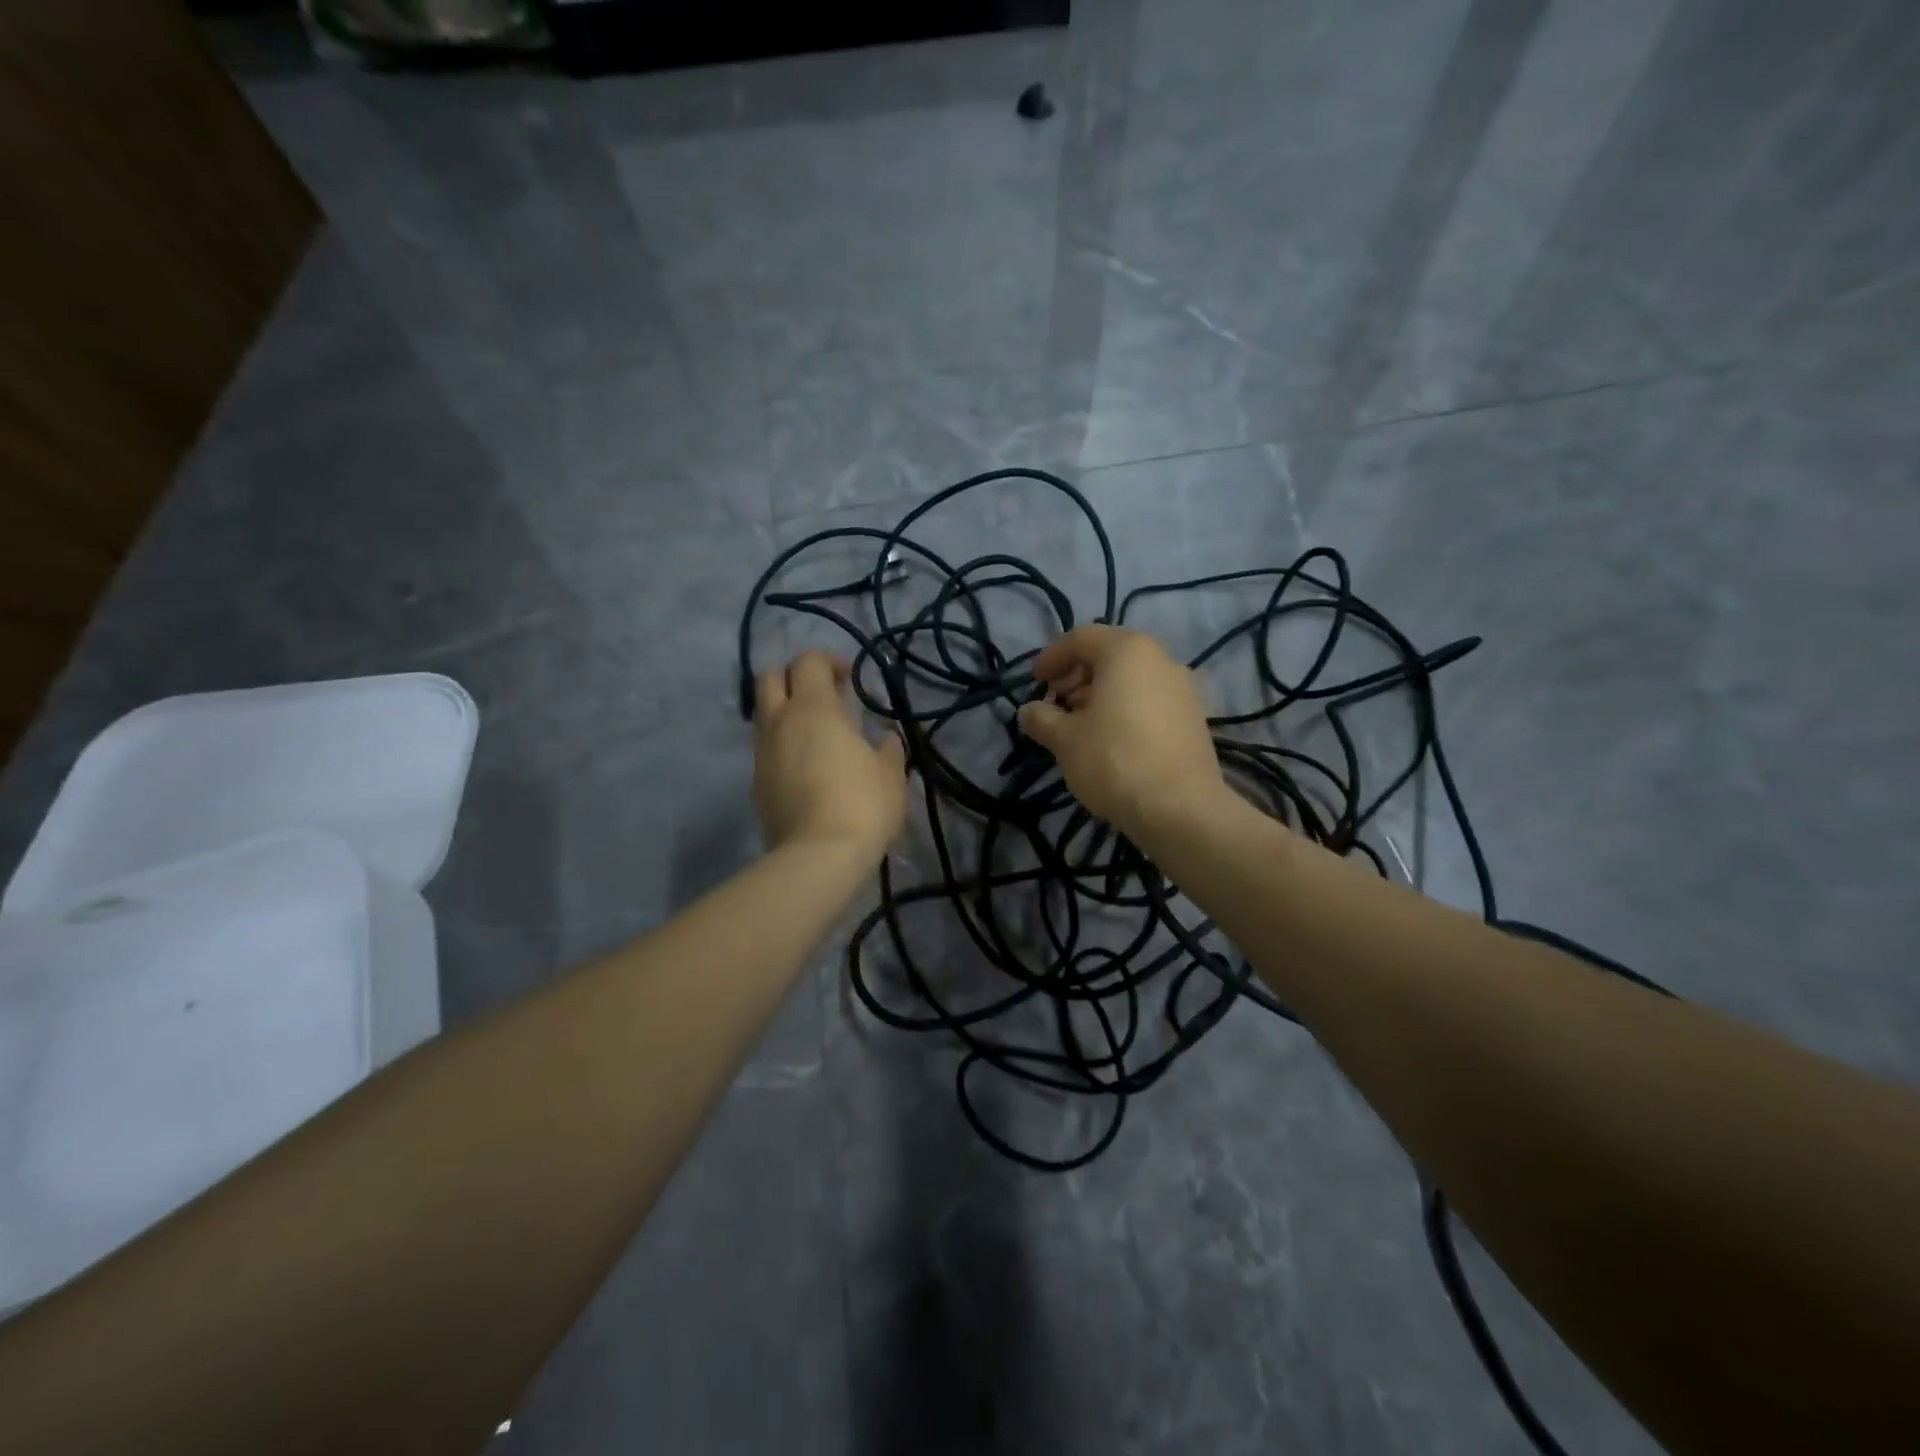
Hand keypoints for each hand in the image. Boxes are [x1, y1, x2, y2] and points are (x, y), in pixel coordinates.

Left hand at [753, 651, 907, 858]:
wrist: (818, 856)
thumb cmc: (862, 804)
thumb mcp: (891, 774)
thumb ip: (888, 749)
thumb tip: (885, 740)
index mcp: (814, 708)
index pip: (808, 661)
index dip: (828, 661)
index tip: (849, 678)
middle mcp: (780, 722)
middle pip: (769, 677)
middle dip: (794, 677)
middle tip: (823, 696)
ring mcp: (763, 754)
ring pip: (763, 714)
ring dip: (785, 712)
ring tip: (816, 734)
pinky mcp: (756, 784)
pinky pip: (766, 749)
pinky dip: (782, 745)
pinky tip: (806, 767)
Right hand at [1018, 625, 1226, 837]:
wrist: (1180, 808)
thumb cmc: (1114, 760)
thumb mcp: (1064, 739)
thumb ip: (1042, 718)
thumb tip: (1029, 711)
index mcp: (1127, 650)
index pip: (1080, 638)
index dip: (1051, 658)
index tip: (1034, 682)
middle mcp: (1160, 658)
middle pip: (1109, 654)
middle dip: (1076, 675)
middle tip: (1055, 703)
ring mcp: (1183, 687)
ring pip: (1132, 678)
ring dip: (1100, 693)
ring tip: (1079, 724)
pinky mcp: (1194, 717)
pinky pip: (1150, 699)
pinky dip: (1125, 708)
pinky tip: (1110, 739)